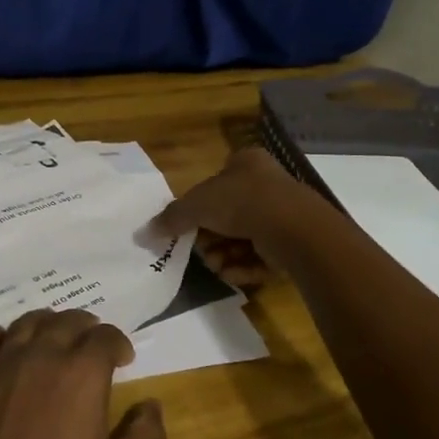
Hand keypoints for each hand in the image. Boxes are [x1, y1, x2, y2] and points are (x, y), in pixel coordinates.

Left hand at [0, 310, 165, 438]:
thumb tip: (151, 406)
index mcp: (82, 374)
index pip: (105, 337)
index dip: (118, 342)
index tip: (124, 358)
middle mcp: (42, 356)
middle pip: (66, 321)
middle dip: (85, 325)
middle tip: (92, 340)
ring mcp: (1, 365)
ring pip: (26, 323)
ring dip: (46, 323)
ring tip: (53, 336)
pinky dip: (1, 335)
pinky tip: (6, 345)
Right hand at [151, 146, 324, 286]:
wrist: (294, 228)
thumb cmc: (242, 202)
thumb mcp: (197, 204)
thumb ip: (171, 217)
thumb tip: (144, 232)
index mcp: (246, 163)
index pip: (217, 181)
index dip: (200, 207)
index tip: (190, 227)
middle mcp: (267, 185)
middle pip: (228, 215)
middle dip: (212, 239)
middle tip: (203, 252)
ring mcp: (283, 215)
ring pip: (244, 239)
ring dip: (225, 256)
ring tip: (217, 267)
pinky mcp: (294, 244)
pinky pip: (262, 257)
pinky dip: (245, 267)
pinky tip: (234, 275)